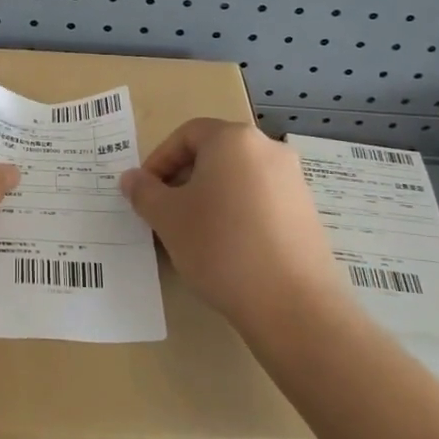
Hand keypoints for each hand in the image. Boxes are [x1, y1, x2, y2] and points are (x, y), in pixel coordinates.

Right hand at [120, 120, 336, 329]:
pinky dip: (237, 213)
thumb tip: (132, 179)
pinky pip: (260, 200)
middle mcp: (268, 149)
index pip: (186, 134)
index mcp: (233, 139)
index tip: (145, 193)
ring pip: (237, 178)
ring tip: (193, 234)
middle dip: (183, 179)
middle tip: (165, 213)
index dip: (159, 160)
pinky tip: (227, 248)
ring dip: (209, 198)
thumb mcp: (168, 218)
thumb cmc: (220, 246)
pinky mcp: (306, 212)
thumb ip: (144, 192)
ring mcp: (293, 180)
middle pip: (214, 154)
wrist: (292, 303)